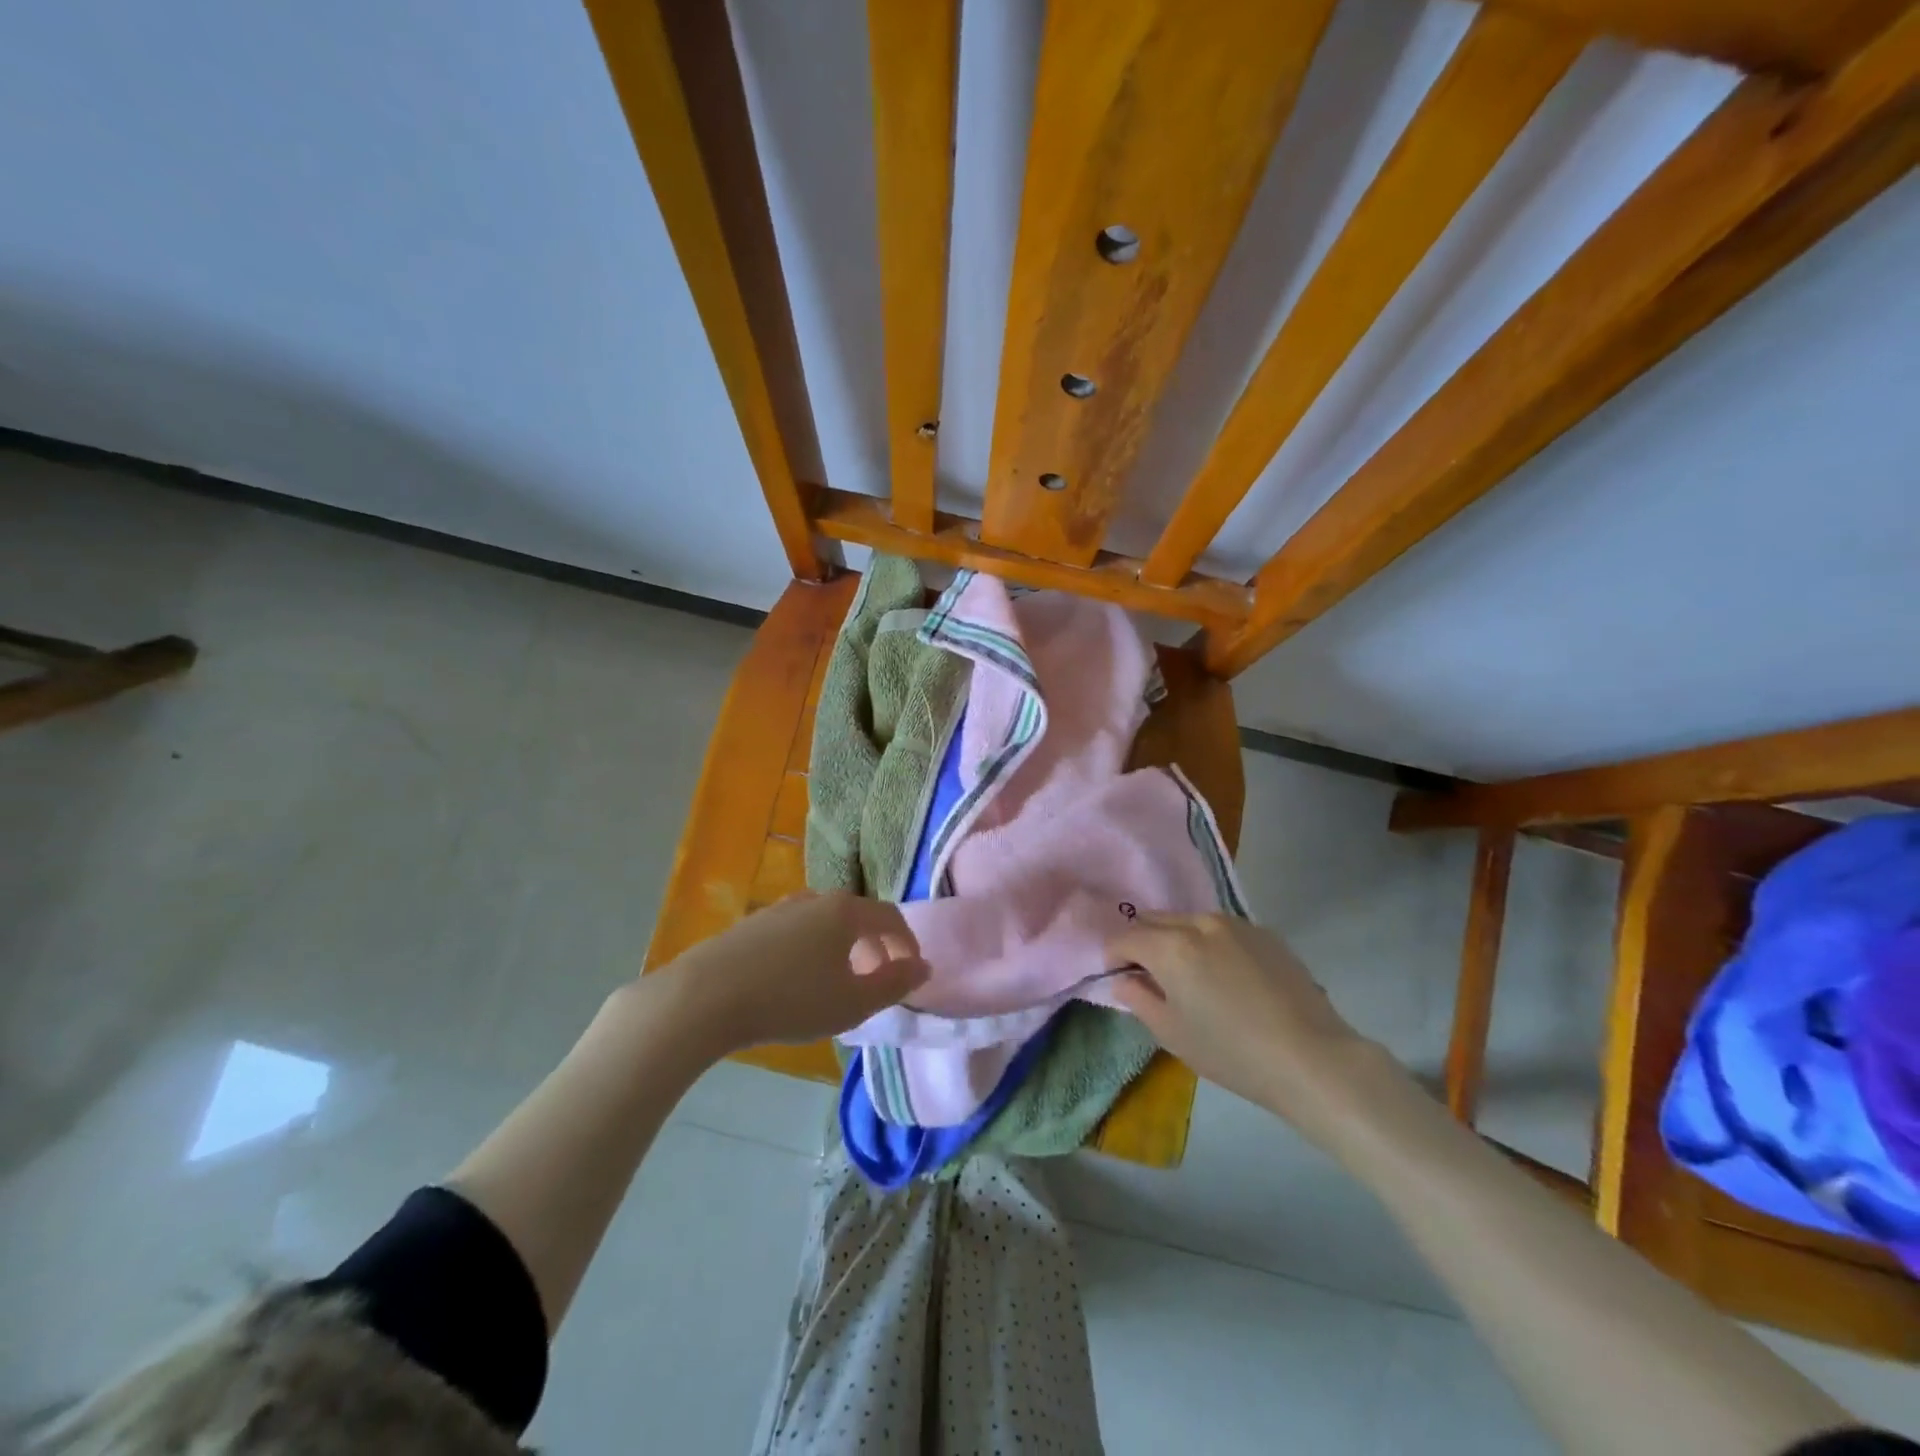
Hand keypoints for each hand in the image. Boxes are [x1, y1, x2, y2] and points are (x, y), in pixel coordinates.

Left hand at [663, 892, 928, 1055]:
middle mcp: (816, 899)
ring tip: (837, 980)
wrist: (705, 996)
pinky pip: (797, 931)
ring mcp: (780, 908)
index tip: (912, 970)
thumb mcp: (853, 1003)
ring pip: (825, 922)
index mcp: (846, 911)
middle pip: (858, 915)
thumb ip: (895, 984)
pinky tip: (797, 978)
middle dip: (875, 945)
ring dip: (842, 946)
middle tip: (876, 979)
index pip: (891, 917)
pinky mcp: (752, 924)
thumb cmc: (791, 999)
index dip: (907, 943)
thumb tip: (924, 967)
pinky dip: (811, 948)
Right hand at [1108, 914, 1388, 1149]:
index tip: (1117, 977)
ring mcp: (1235, 924)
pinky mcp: (1264, 932)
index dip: (1113, 956)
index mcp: (1171, 946)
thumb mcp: (1172, 1033)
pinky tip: (1226, 977)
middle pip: (1154, 920)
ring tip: (1189, 975)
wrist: (1311, 1057)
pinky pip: (1221, 929)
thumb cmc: (1232, 1052)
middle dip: (1143, 942)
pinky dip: (1209, 943)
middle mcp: (1199, 922)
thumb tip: (1124, 979)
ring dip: (1176, 939)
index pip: (1125, 937)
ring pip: (1188, 920)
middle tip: (1149, 976)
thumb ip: (1138, 998)